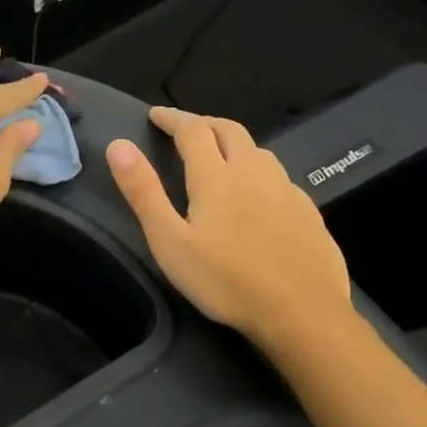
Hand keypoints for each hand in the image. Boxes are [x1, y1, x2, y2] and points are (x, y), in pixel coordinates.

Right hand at [107, 107, 353, 349]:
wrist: (302, 312)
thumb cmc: (226, 281)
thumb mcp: (170, 242)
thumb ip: (144, 193)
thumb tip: (119, 146)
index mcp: (216, 175)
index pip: (192, 130)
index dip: (172, 119)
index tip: (155, 115)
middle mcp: (253, 171)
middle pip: (229, 130)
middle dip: (203, 123)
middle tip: (185, 129)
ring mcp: (286, 189)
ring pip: (257, 150)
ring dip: (233, 143)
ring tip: (219, 155)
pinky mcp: (308, 210)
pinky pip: (278, 176)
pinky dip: (258, 171)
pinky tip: (257, 194)